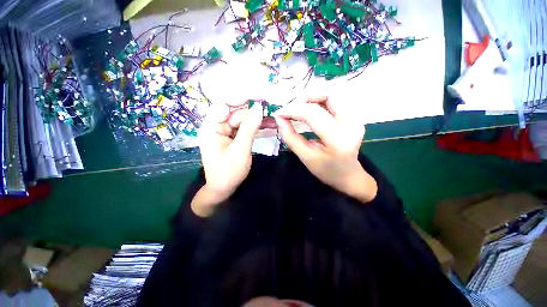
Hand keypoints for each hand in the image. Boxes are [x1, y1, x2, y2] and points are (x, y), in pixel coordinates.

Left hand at [191, 103, 262, 216]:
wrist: (223, 190)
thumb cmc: (228, 172)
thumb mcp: (240, 150)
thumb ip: (249, 128)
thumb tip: (259, 108)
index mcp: (211, 128)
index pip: (225, 105)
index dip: (241, 98)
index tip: (259, 95)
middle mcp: (216, 127)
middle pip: (236, 113)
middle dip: (253, 111)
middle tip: (271, 109)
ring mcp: (225, 133)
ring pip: (242, 120)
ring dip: (256, 119)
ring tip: (272, 118)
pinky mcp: (232, 138)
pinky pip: (244, 129)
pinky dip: (254, 127)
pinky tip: (266, 125)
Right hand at [274, 97, 376, 202]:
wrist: (348, 175)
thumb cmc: (326, 170)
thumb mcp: (305, 157)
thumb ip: (290, 137)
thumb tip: (279, 118)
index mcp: (338, 140)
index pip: (313, 114)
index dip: (294, 110)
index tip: (279, 113)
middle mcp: (351, 124)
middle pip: (327, 97)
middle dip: (303, 99)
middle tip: (289, 110)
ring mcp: (355, 119)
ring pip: (331, 96)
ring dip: (311, 99)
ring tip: (297, 109)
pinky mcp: (354, 117)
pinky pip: (334, 101)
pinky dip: (318, 102)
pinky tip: (309, 111)